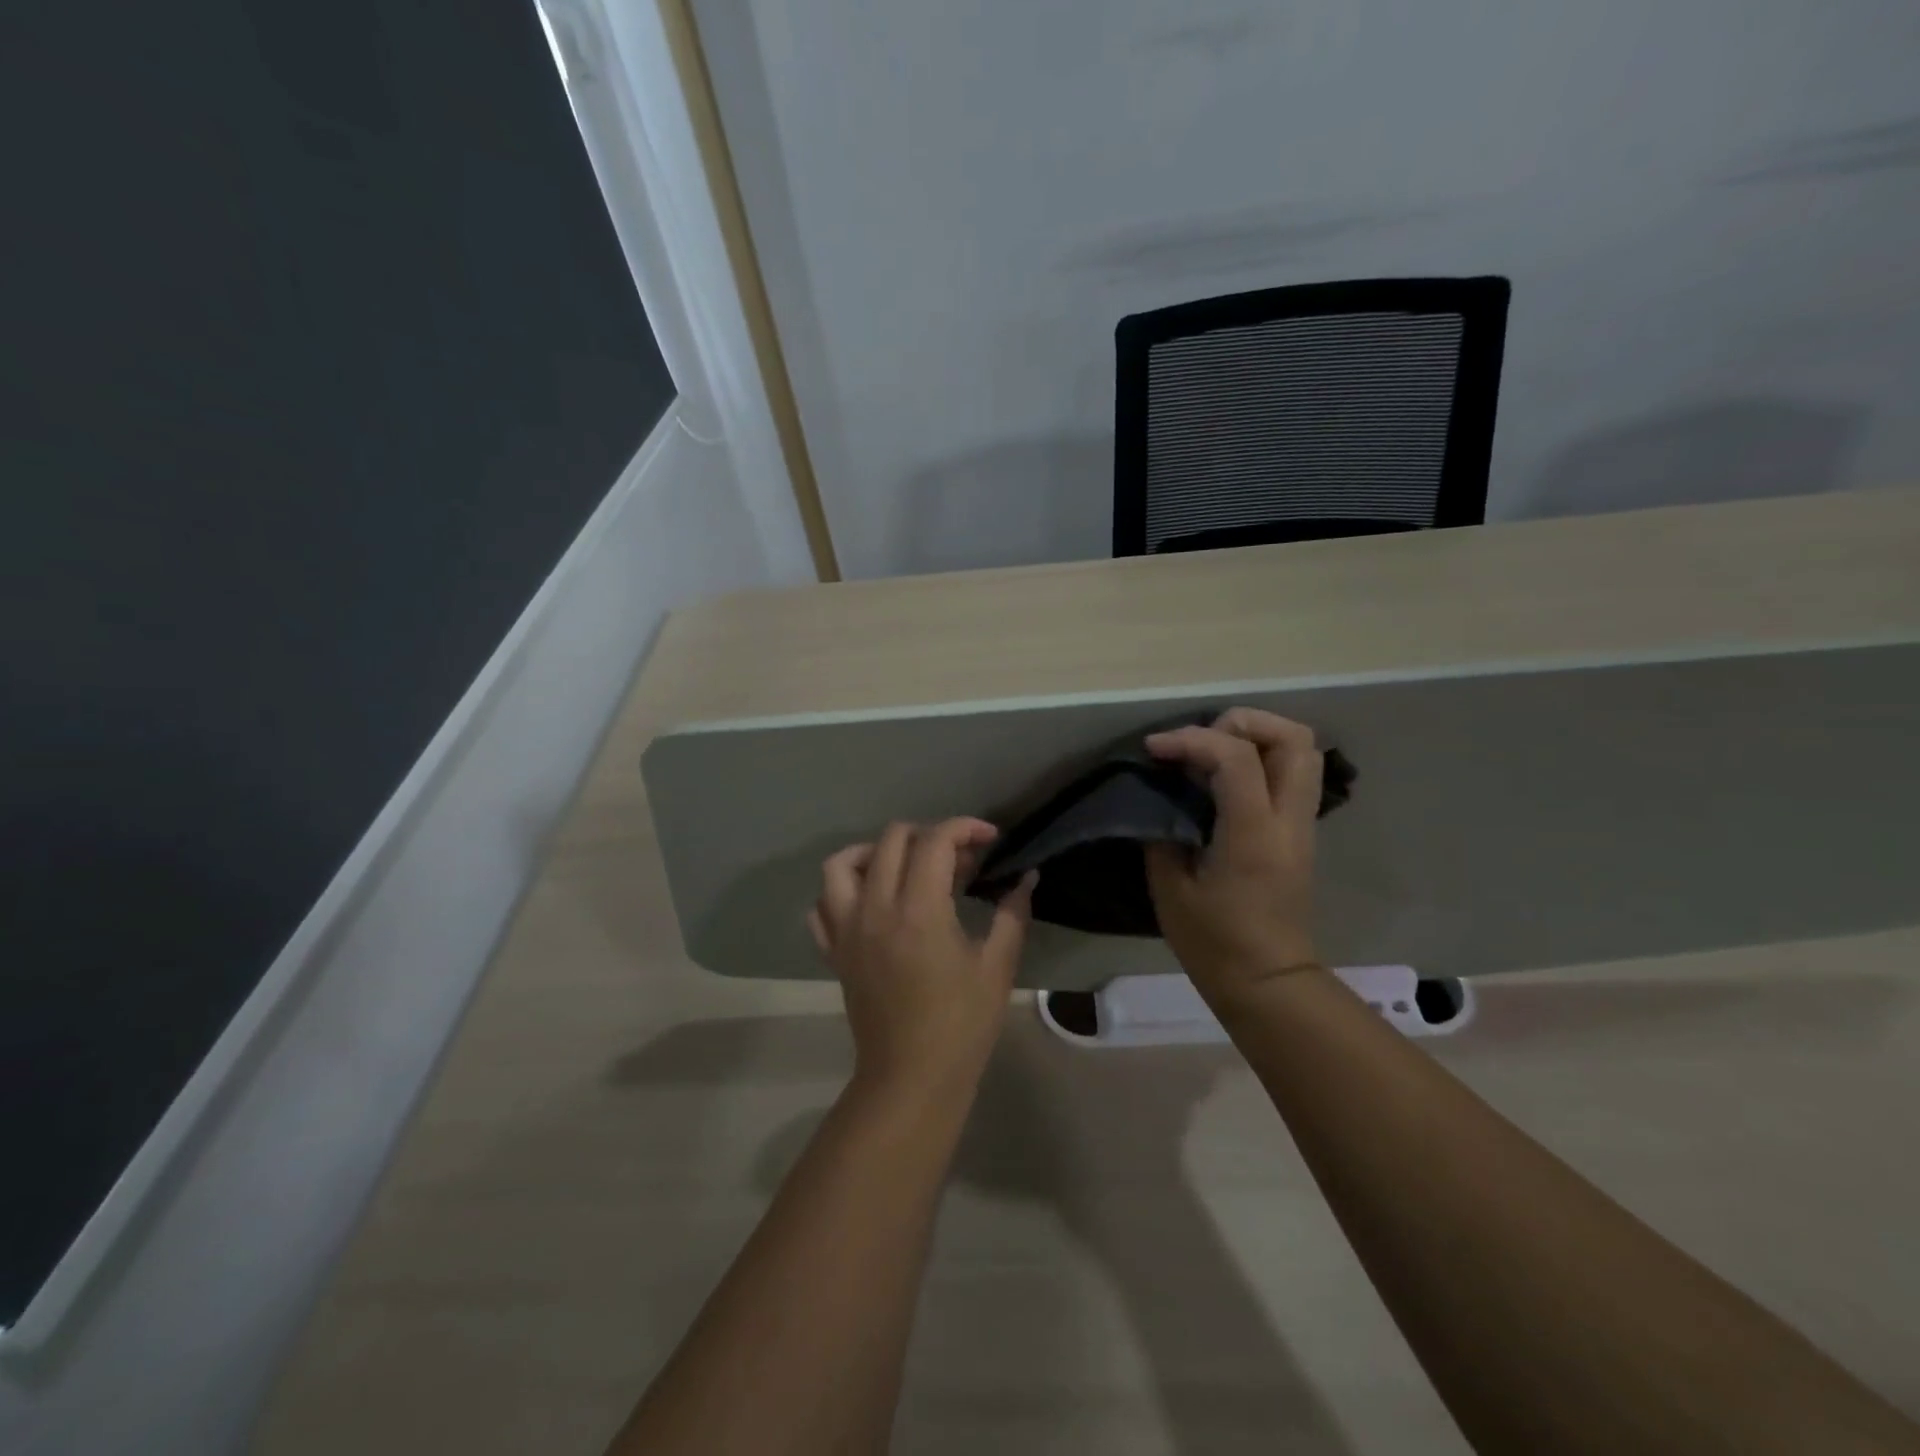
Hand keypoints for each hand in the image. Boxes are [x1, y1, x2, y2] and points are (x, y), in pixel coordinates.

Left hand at [810, 819, 1036, 1099]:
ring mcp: (847, 930)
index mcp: (919, 911)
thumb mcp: (997, 967)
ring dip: (875, 852)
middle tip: (957, 861)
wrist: (911, 1078)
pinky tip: (869, 901)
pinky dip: (842, 891)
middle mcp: (875, 909)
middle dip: (929, 835)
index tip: (989, 839)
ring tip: (905, 867)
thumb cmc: (962, 1025)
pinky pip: (822, 906)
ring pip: (842, 864)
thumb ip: (1012, 915)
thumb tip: (1026, 878)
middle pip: (891, 840)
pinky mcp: (834, 952)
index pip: (935, 841)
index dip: (965, 828)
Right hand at [1143, 708, 1324, 1003]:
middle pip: (1294, 738)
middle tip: (1200, 740)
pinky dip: (1260, 759)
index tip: (1155, 749)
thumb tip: (1160, 799)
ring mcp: (1301, 825)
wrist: (1268, 982)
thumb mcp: (1170, 888)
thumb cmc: (1214, 943)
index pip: (1235, 757)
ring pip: (1302, 751)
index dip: (1191, 739)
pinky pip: (1291, 775)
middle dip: (1242, 723)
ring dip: (1257, 737)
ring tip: (1212, 751)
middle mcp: (1288, 820)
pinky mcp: (1299, 833)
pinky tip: (1222, 779)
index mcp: (1253, 834)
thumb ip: (1163, 833)